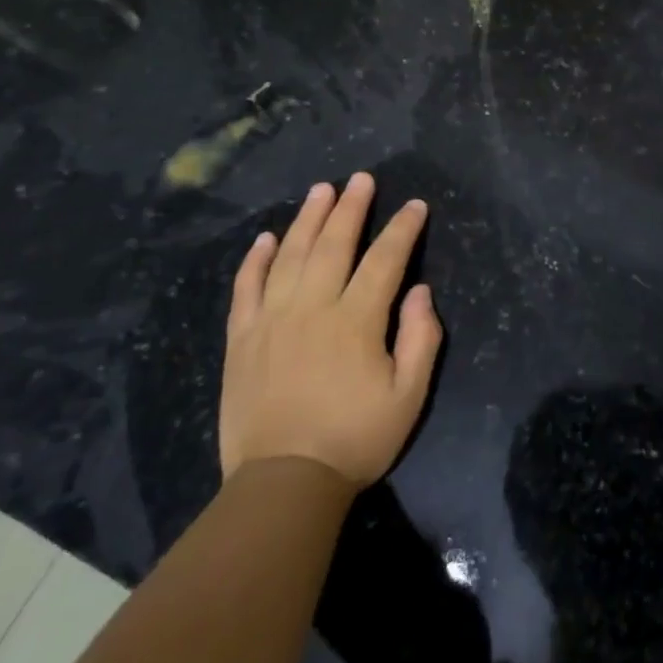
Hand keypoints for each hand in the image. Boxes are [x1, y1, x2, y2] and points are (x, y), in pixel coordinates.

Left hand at [220, 172, 442, 487]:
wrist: (283, 483)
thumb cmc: (355, 439)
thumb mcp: (408, 396)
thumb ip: (420, 339)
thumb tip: (419, 291)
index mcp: (356, 320)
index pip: (384, 260)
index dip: (402, 229)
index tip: (415, 206)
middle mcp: (312, 308)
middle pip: (333, 244)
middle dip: (351, 207)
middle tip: (361, 178)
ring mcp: (271, 320)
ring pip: (289, 255)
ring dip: (307, 219)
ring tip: (321, 190)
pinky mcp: (242, 338)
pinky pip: (246, 288)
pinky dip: (256, 259)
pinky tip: (265, 237)